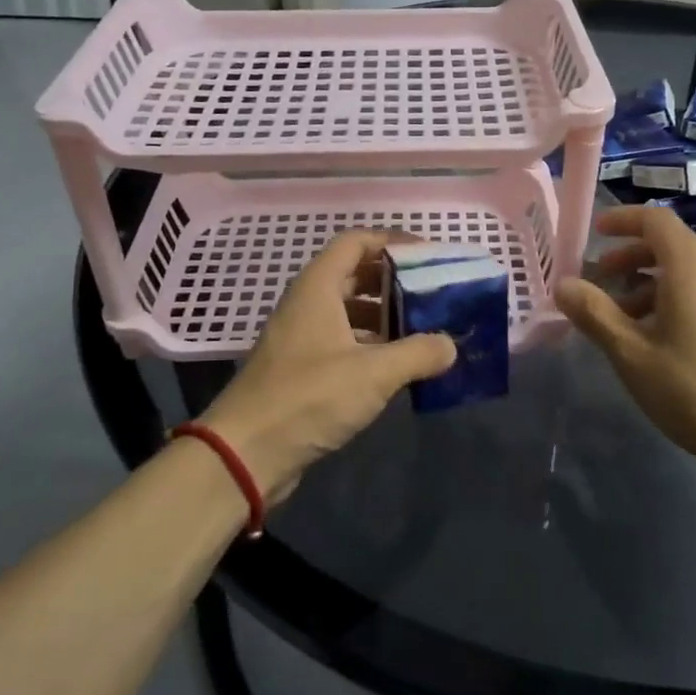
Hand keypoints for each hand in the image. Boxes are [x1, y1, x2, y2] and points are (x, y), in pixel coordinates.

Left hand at [200, 232, 456, 497]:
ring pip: (348, 311)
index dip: (392, 242)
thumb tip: (450, 345)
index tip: (428, 255)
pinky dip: (370, 345)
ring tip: (423, 330)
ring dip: (384, 316)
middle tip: (432, 294)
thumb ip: (418, 353)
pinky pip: (341, 342)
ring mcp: (301, 337)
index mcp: (318, 288)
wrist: (245, 452)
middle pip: (354, 275)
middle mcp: (307, 304)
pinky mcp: (300, 368)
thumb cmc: (309, 398)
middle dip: (394, 281)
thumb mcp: (373, 374)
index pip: (355, 242)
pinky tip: (397, 367)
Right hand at [554, 206, 695, 474]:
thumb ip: (595, 314)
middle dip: (630, 255)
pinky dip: (674, 296)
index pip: (655, 220)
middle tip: (599, 279)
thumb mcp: (632, 354)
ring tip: (622, 315)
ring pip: (688, 269)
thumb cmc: (695, 390)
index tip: (595, 232)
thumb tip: (563, 285)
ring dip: (649, 280)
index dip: (622, 220)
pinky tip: (658, 336)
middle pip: (671, 243)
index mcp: (691, 267)